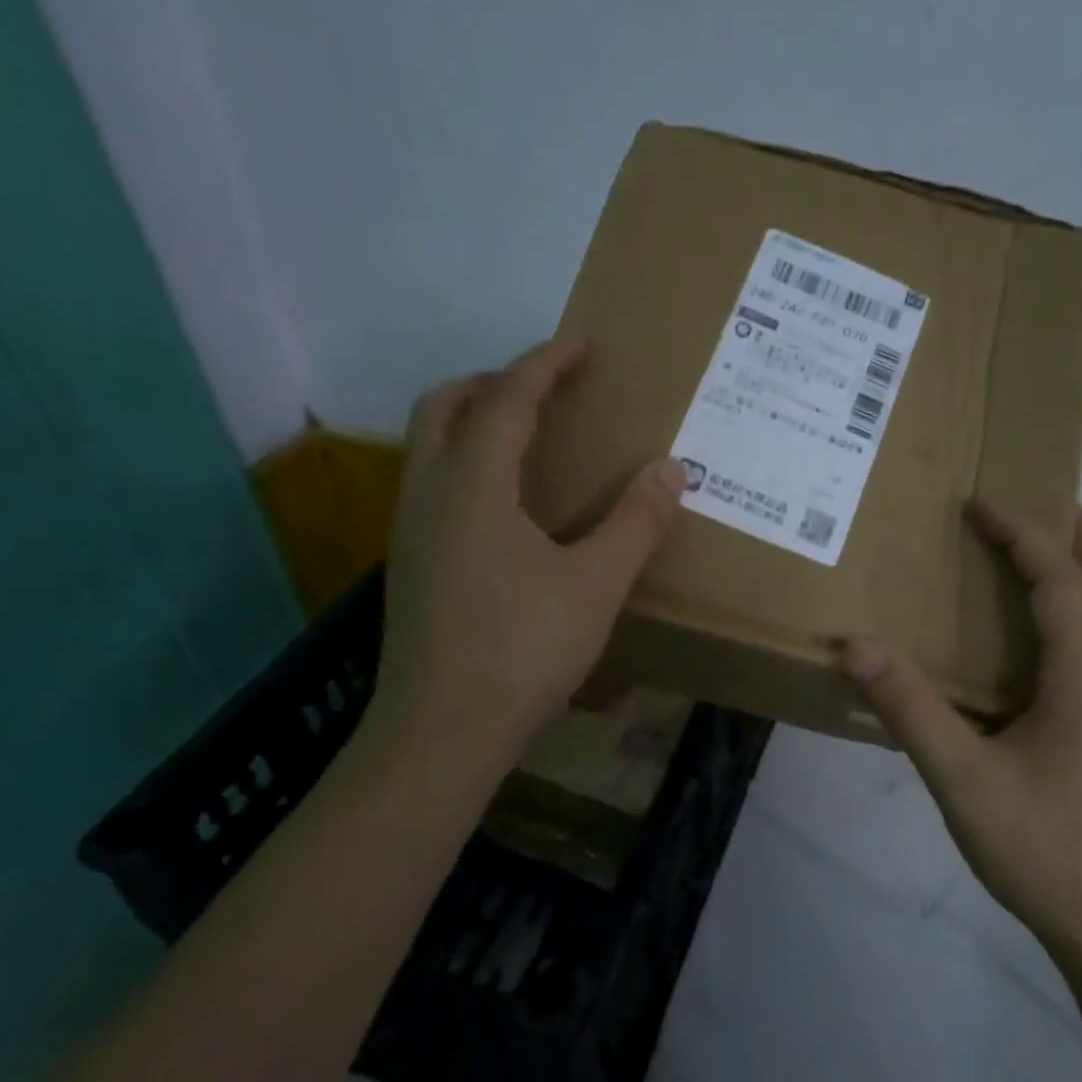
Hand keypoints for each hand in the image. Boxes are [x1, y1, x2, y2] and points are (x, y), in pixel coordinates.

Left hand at [366, 339, 686, 790]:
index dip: (546, 363)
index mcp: (473, 485)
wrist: (441, 735)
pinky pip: (433, 484)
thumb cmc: (522, 651)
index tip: (584, 346)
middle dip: (494, 380)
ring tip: (531, 438)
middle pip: (444, 405)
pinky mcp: (410, 566)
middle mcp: (430, 494)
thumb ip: (635, 523)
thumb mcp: (595, 585)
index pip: (506, 398)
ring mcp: (410, 531)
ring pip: (430, 445)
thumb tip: (670, 469)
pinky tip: (508, 507)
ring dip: (474, 420)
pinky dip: (467, 464)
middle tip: (548, 389)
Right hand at [840, 505, 1081, 965]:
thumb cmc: (1050, 850)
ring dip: (1071, 568)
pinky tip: (1027, 633)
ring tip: (1021, 549)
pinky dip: (1067, 609)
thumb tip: (856, 646)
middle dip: (1068, 532)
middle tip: (1025, 497)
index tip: (980, 504)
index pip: (1060, 579)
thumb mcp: (966, 782)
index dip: (1023, 533)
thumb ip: (912, 711)